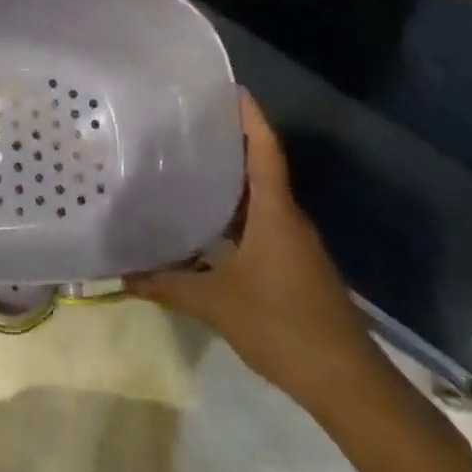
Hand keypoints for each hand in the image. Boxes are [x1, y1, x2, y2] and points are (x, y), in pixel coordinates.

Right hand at [129, 89, 371, 393]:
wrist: (348, 384)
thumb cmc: (283, 326)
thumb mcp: (216, 304)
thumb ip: (168, 285)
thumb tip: (122, 274)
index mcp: (275, 211)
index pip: (264, 148)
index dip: (249, 115)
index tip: (229, 87)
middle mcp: (288, 217)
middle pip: (261, 165)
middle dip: (230, 140)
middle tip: (187, 122)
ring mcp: (295, 242)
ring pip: (262, 196)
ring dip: (232, 178)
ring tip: (189, 163)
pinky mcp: (295, 265)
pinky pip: (264, 221)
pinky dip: (238, 210)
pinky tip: (208, 220)